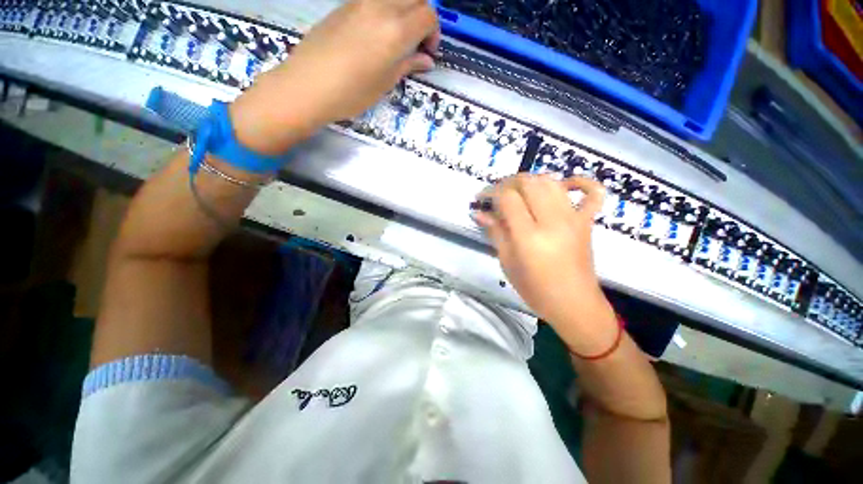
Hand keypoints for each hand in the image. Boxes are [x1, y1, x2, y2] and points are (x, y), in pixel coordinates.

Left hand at [231, 0, 439, 154]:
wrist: (308, 85)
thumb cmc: (351, 93)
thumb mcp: (385, 83)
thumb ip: (408, 65)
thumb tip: (426, 60)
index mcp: (396, 30)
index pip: (428, 15)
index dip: (434, 33)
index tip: (427, 52)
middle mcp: (381, 7)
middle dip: (423, 17)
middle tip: (417, 42)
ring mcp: (361, 1)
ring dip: (405, 10)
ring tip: (399, 36)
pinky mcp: (345, 4)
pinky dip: (386, 10)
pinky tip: (378, 33)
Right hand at [474, 175, 616, 352]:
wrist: (574, 304)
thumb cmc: (535, 289)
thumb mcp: (507, 263)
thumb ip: (495, 232)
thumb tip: (478, 213)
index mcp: (529, 236)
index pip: (507, 198)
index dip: (490, 193)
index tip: (480, 200)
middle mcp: (553, 221)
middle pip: (528, 182)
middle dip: (507, 183)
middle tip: (496, 195)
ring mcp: (574, 219)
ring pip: (552, 181)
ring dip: (531, 180)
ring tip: (519, 192)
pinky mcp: (587, 221)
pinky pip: (593, 192)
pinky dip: (580, 181)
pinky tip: (565, 184)